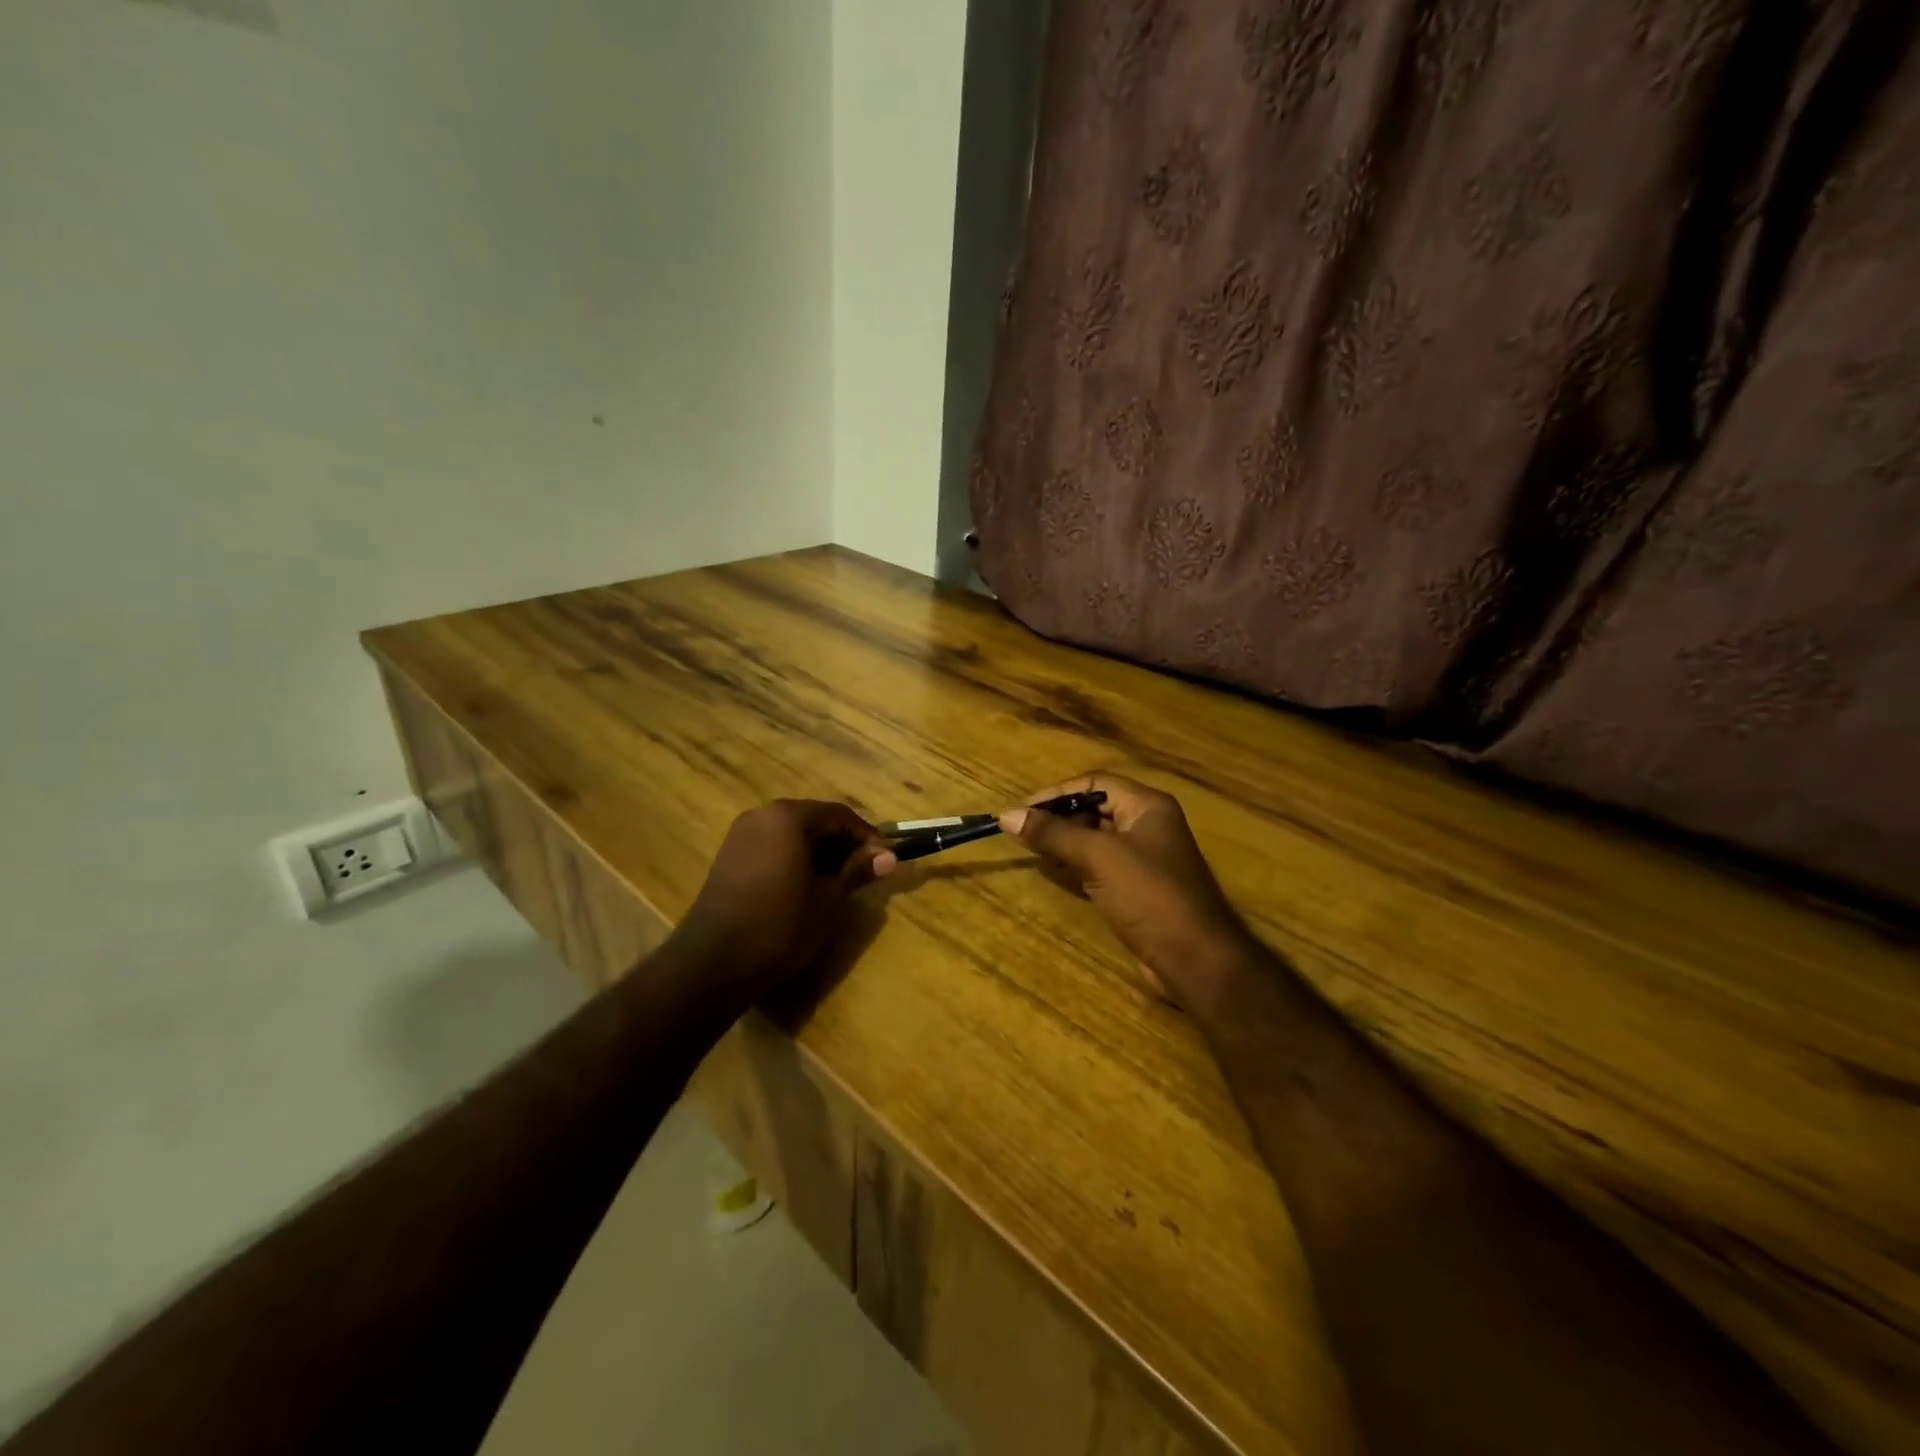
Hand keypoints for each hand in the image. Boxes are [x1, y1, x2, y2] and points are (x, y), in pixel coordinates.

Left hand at [674, 800, 896, 992]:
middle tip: (863, 872)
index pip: (839, 815)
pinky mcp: (728, 857)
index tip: (884, 860)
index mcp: (789, 817)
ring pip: (792, 834)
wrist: (714, 962)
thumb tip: (889, 857)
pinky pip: (772, 847)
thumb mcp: (829, 899)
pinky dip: (793, 859)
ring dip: (818, 852)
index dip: (866, 836)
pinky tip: (804, 887)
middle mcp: (762, 815)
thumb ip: (858, 871)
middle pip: (814, 820)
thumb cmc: (781, 925)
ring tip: (836, 882)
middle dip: (842, 843)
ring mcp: (741, 835)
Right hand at [999, 773, 1256, 1004]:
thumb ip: (1053, 834)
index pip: (1095, 783)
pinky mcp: (1139, 889)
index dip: (1057, 793)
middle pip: (1095, 809)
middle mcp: (1148, 825)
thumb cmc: (1149, 895)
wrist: (1195, 958)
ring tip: (1032, 852)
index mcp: (1147, 806)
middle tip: (1022, 833)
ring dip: (1065, 843)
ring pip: (1096, 840)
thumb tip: (1006, 815)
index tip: (1022, 810)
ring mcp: (1146, 859)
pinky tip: (1056, 873)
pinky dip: (1077, 866)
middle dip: (1059, 819)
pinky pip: (1102, 866)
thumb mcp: (1098, 857)